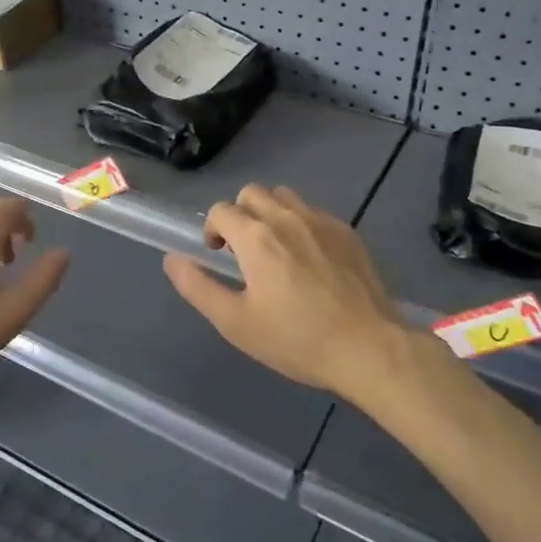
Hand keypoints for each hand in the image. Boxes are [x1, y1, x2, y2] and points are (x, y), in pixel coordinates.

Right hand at [163, 185, 406, 394]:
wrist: (368, 348)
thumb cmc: (296, 339)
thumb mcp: (236, 323)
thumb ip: (198, 287)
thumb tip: (172, 259)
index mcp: (256, 237)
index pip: (221, 210)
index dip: (212, 229)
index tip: (218, 255)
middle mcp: (287, 217)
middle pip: (252, 193)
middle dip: (239, 215)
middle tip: (244, 251)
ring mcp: (322, 221)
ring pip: (285, 196)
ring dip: (271, 213)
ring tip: (275, 249)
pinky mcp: (348, 232)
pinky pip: (314, 212)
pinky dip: (301, 224)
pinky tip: (309, 259)